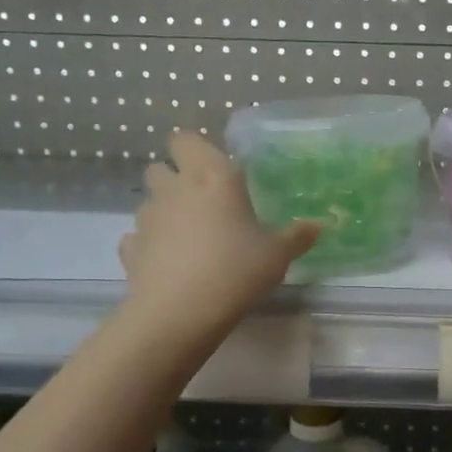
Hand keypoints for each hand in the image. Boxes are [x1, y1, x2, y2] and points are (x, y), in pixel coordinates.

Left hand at [119, 131, 320, 338]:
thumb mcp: (278, 254)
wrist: (181, 312)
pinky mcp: (131, 249)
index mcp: (212, 177)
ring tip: (188, 236)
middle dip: (175, 177)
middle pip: (160, 167)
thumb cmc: (237, 269)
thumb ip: (297, 236)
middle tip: (203, 201)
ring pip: (150, 202)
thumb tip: (320, 224)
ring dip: (164, 211)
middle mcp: (175, 189)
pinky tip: (169, 263)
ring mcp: (147, 218)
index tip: (212, 166)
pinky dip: (150, 245)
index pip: (186, 140)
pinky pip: (138, 238)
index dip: (194, 149)